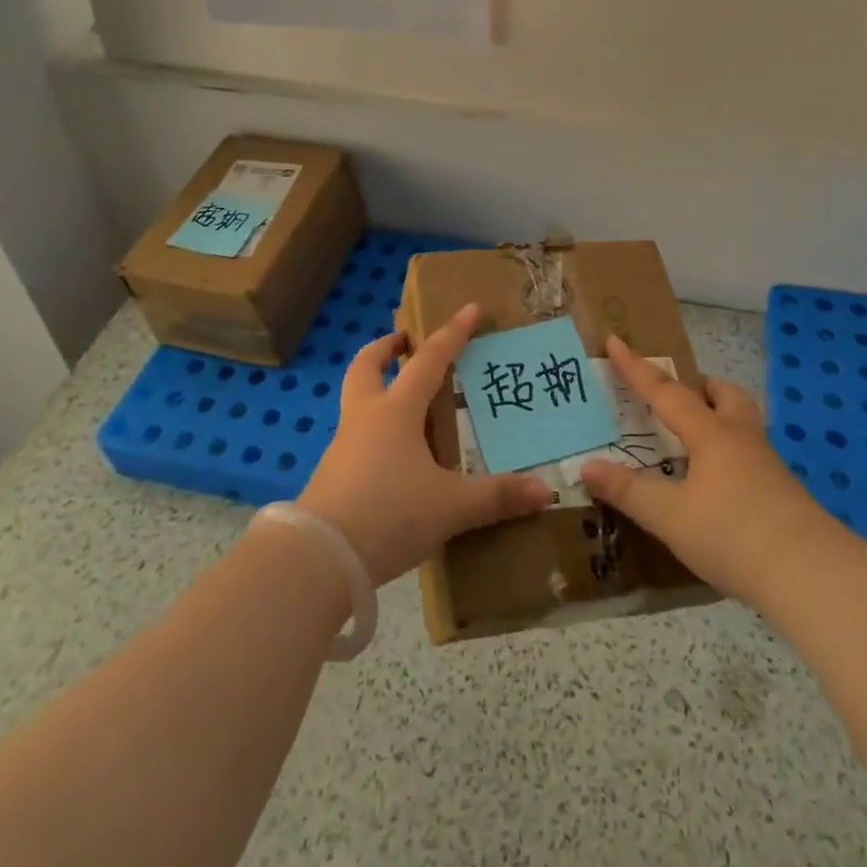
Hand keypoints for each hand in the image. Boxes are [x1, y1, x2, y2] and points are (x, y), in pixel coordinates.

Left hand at [299, 304, 553, 584]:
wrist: (320, 557)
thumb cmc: (390, 513)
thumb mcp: (450, 507)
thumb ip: (497, 497)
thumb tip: (546, 492)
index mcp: (397, 410)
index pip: (430, 360)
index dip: (453, 333)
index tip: (470, 308)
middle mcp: (366, 417)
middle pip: (368, 365)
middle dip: (387, 347)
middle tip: (405, 340)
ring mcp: (343, 445)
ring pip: (357, 398)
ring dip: (377, 386)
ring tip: (405, 400)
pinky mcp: (332, 474)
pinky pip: (355, 435)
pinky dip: (373, 428)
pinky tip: (393, 454)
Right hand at [581, 336, 822, 605]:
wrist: (812, 575)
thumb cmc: (734, 535)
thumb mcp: (670, 517)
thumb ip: (628, 491)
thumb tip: (587, 466)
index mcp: (710, 433)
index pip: (665, 391)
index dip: (636, 367)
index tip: (616, 340)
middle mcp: (740, 438)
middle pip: (724, 394)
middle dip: (699, 386)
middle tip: (676, 394)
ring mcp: (767, 465)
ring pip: (742, 421)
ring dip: (718, 416)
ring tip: (694, 437)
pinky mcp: (782, 493)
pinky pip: (749, 454)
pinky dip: (729, 453)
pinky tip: (718, 481)